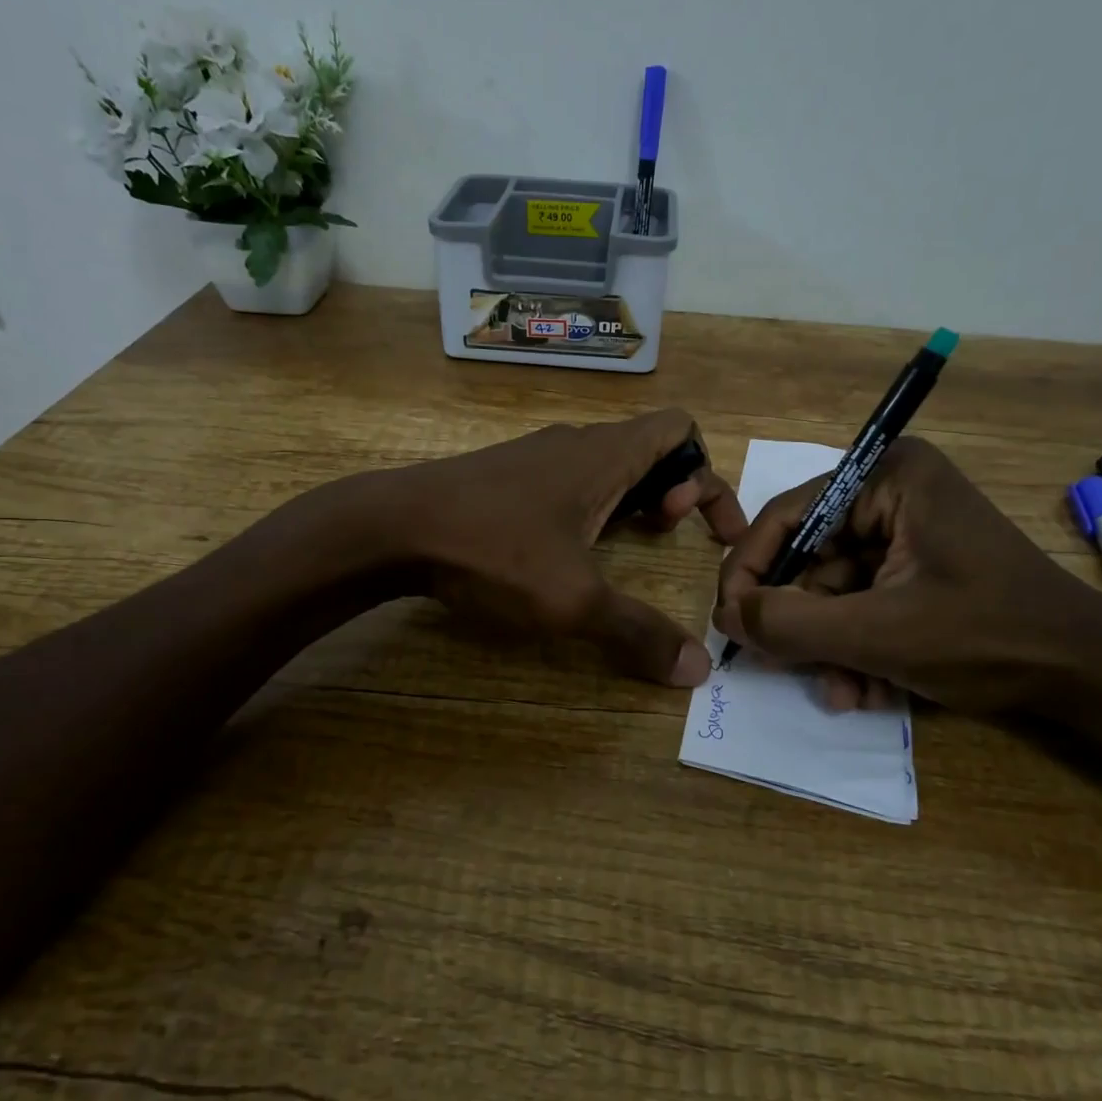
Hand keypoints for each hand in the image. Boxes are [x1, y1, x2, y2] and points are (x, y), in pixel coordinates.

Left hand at [370, 409, 745, 685]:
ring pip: (607, 464)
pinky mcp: (505, 475)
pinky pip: (571, 478)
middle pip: (649, 447)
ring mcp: (536, 456)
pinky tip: (568, 547)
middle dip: (674, 490)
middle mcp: (576, 444)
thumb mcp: (573, 600)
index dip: (709, 476)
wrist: (392, 526)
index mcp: (605, 456)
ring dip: (632, 499)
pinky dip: (593, 505)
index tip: (708, 531)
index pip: (680, 430)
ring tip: (624, 544)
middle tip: (664, 535)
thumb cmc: (493, 550)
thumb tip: (697, 670)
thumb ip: (638, 632)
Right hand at [713, 438, 1093, 713]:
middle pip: (810, 556)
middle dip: (801, 621)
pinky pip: (862, 601)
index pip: (788, 516)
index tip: (729, 622)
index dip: (750, 570)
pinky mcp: (917, 567)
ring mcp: (907, 532)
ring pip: (833, 588)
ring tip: (841, 693)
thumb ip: (790, 624)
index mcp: (886, 477)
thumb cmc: (989, 636)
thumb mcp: (879, 633)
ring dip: (829, 645)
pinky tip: (868, 691)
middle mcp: (892, 493)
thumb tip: (723, 617)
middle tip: (780, 666)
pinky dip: (857, 646)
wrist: (1093, 677)